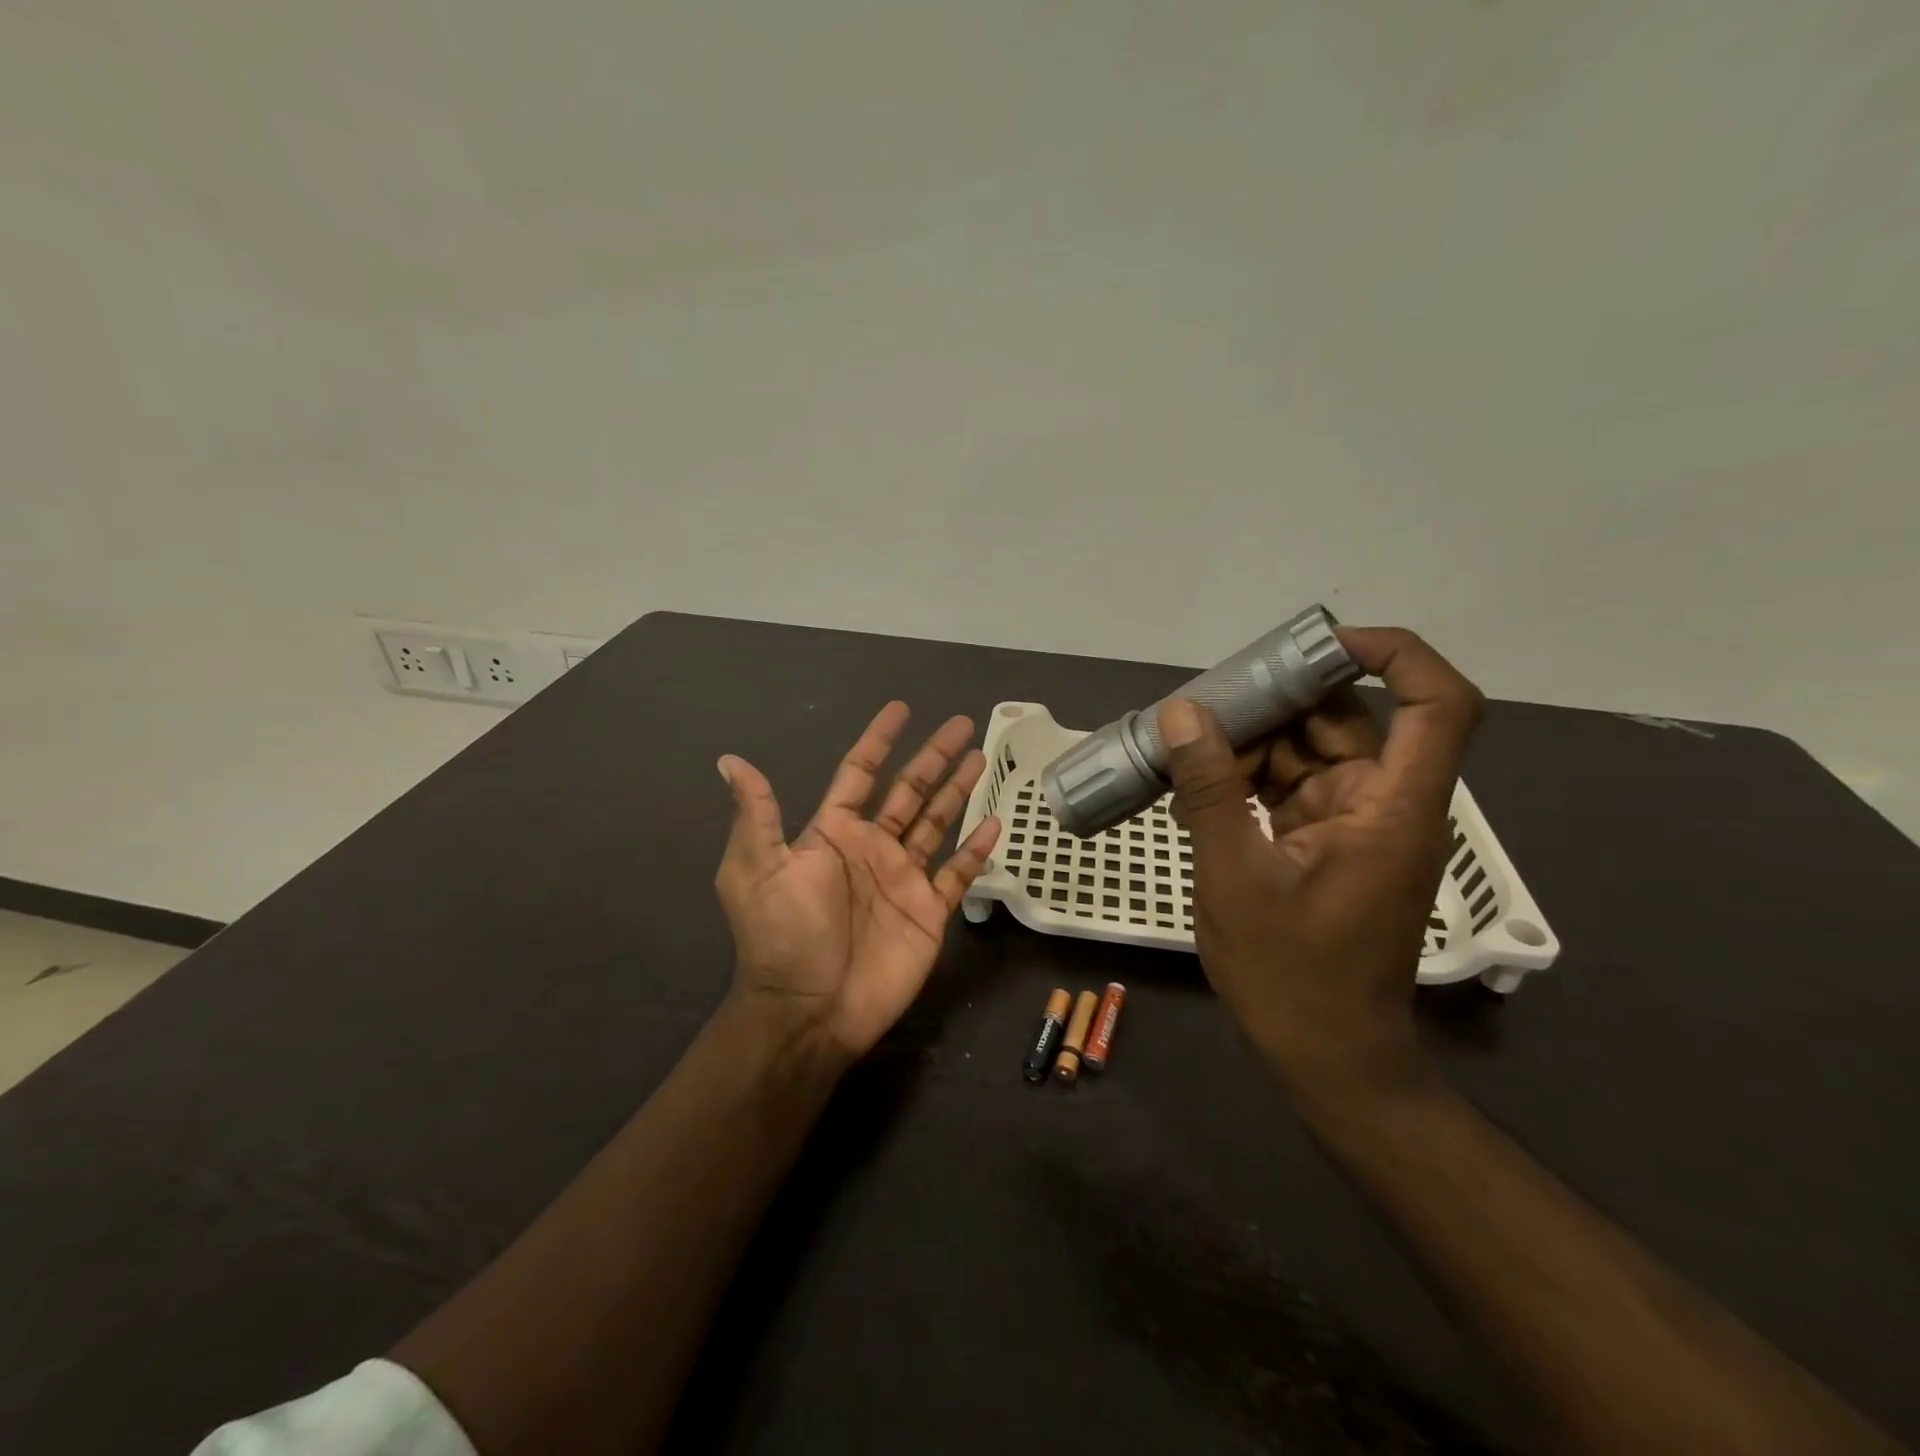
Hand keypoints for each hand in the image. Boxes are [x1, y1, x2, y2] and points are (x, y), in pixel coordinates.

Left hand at [714, 702, 1000, 1062]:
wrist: (811, 1010)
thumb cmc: (784, 935)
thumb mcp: (757, 870)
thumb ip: (757, 814)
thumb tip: (730, 759)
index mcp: (833, 833)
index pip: (859, 773)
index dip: (879, 741)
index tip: (901, 709)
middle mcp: (871, 848)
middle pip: (909, 790)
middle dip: (934, 756)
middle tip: (962, 723)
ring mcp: (903, 879)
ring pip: (937, 822)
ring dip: (958, 790)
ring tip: (982, 758)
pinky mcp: (929, 911)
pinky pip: (958, 873)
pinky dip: (976, 849)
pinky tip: (994, 823)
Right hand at [1161, 628, 1484, 1099]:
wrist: (1325, 1057)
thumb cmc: (1291, 974)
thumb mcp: (1234, 876)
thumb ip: (1210, 790)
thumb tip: (1182, 716)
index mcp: (1391, 808)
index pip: (1436, 705)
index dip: (1394, 655)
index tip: (1318, 644)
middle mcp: (1385, 805)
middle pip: (1346, 723)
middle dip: (1275, 707)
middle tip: (1202, 707)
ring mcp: (1355, 826)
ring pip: (1309, 755)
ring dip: (1249, 749)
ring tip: (1182, 755)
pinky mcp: (1328, 845)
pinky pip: (1291, 790)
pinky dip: (1247, 785)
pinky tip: (1193, 795)